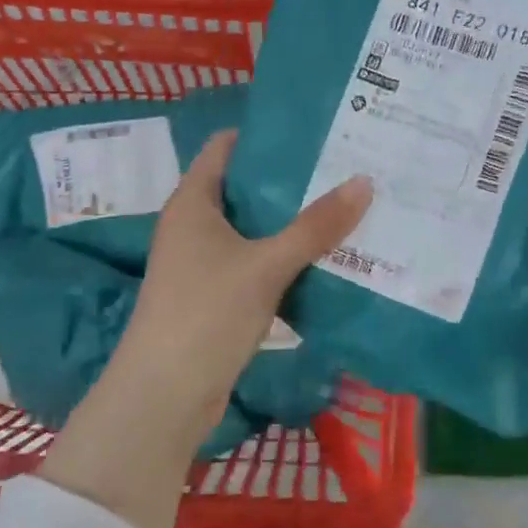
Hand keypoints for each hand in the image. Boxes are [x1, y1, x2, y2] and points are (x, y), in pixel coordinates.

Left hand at [42, 130, 370, 527]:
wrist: (164, 398)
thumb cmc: (206, 313)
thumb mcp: (266, 265)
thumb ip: (316, 226)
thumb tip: (364, 181)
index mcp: (193, 201)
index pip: (225, 147)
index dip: (264, 134)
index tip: (313, 129)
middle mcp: (194, 224)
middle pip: (245, 186)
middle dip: (290, 178)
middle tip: (342, 165)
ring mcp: (203, 262)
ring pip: (254, 227)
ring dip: (292, 219)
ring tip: (344, 203)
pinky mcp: (216, 295)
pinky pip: (256, 260)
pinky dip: (285, 255)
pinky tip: (325, 255)